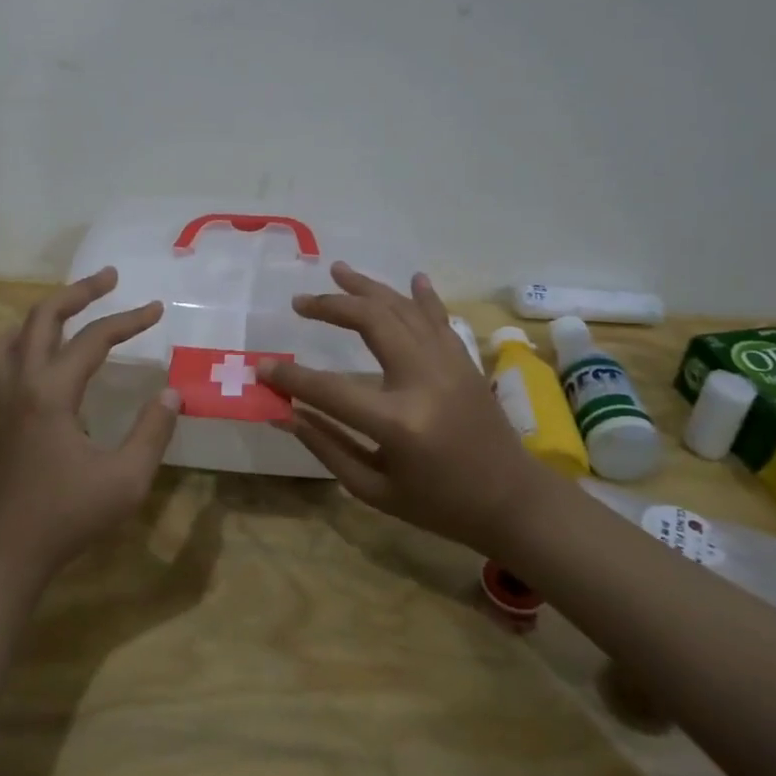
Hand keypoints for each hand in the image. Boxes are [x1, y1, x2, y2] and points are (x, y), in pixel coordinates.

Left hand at [0, 267, 181, 588]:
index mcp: (51, 393)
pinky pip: (4, 361)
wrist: (6, 554)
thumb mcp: (126, 479)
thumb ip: (152, 432)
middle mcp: (23, 385)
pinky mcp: (1, 418)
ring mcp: (5, 401)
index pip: (93, 339)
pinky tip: (43, 356)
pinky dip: (24, 340)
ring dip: (44, 312)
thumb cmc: (68, 517)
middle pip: (42, 318)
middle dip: (78, 292)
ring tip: (71, 306)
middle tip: (109, 277)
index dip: (128, 320)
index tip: (157, 308)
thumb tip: (172, 392)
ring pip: (13, 336)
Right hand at [260, 261, 537, 549]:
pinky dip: (422, 296)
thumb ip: (326, 446)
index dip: (291, 378)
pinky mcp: (465, 361)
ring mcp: (449, 364)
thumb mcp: (374, 489)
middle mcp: (424, 380)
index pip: (330, 390)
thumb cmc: (439, 505)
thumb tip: (283, 414)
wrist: (513, 502)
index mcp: (398, 421)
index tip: (262, 367)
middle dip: (331, 306)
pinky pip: (439, 318)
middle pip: (371, 322)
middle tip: (299, 302)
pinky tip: (410, 277)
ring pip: (403, 309)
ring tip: (337, 270)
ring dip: (367, 287)